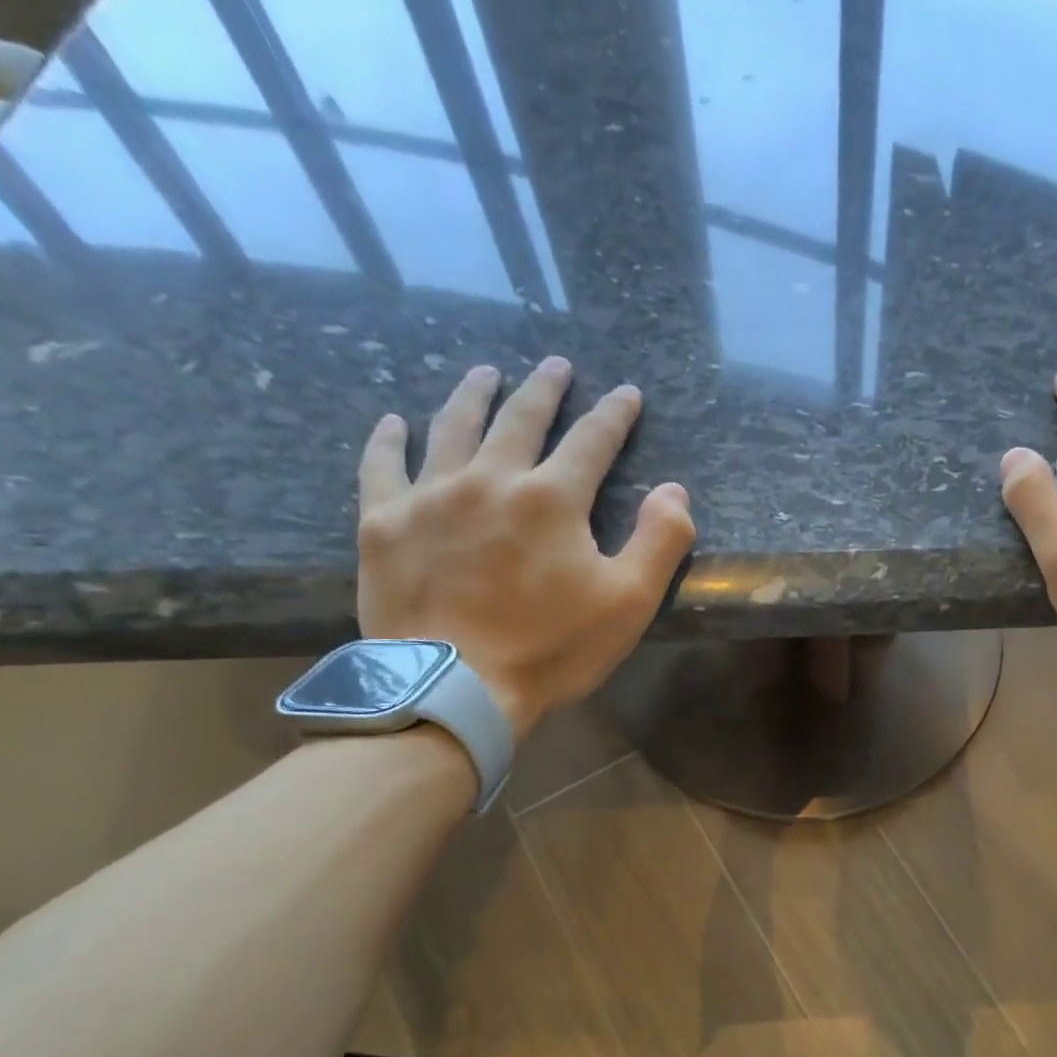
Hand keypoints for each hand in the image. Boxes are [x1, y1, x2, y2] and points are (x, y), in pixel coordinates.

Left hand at [356, 357, 694, 738]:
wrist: (454, 690)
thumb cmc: (551, 648)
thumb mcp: (629, 603)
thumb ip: (660, 541)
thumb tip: (674, 490)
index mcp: (553, 499)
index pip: (592, 440)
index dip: (614, 414)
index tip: (626, 394)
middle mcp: (491, 480)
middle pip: (520, 419)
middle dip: (544, 389)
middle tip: (555, 366)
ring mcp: (430, 496)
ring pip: (453, 427)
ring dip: (473, 394)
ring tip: (485, 373)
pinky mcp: (384, 523)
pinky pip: (382, 465)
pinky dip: (389, 439)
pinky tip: (394, 422)